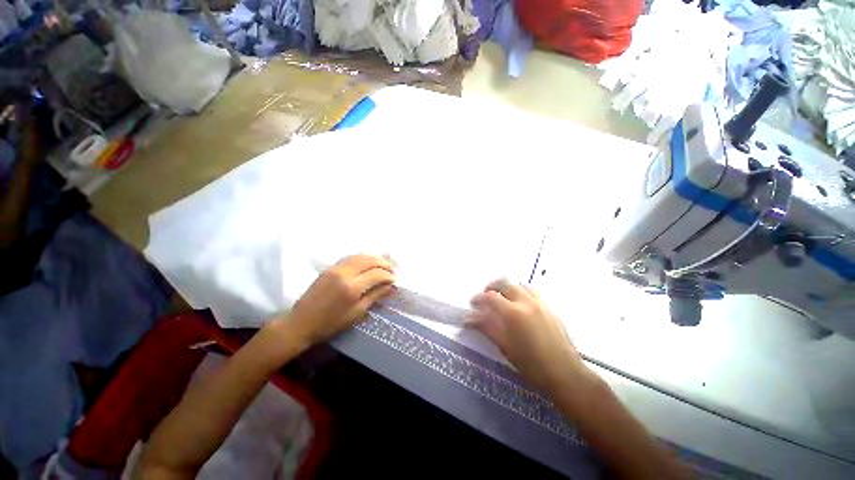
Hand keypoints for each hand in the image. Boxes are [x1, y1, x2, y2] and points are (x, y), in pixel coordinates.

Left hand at [281, 254, 394, 346]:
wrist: (300, 323)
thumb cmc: (330, 324)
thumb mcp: (356, 313)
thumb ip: (374, 296)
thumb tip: (390, 286)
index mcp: (352, 288)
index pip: (377, 274)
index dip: (389, 276)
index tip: (395, 280)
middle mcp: (344, 273)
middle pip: (370, 260)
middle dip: (384, 263)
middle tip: (392, 270)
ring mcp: (335, 268)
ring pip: (360, 256)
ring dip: (374, 258)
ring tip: (383, 265)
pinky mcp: (329, 268)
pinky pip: (350, 257)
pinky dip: (362, 258)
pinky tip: (367, 263)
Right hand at [465, 279, 587, 395]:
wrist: (565, 373)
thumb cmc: (532, 365)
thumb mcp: (505, 347)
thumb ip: (486, 327)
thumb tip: (468, 318)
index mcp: (513, 313)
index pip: (490, 297)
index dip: (478, 298)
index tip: (472, 304)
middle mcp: (526, 301)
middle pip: (504, 283)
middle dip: (491, 287)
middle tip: (485, 298)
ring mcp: (540, 302)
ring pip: (519, 284)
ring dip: (507, 287)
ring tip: (501, 299)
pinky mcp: (549, 307)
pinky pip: (532, 291)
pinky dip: (521, 291)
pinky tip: (519, 304)